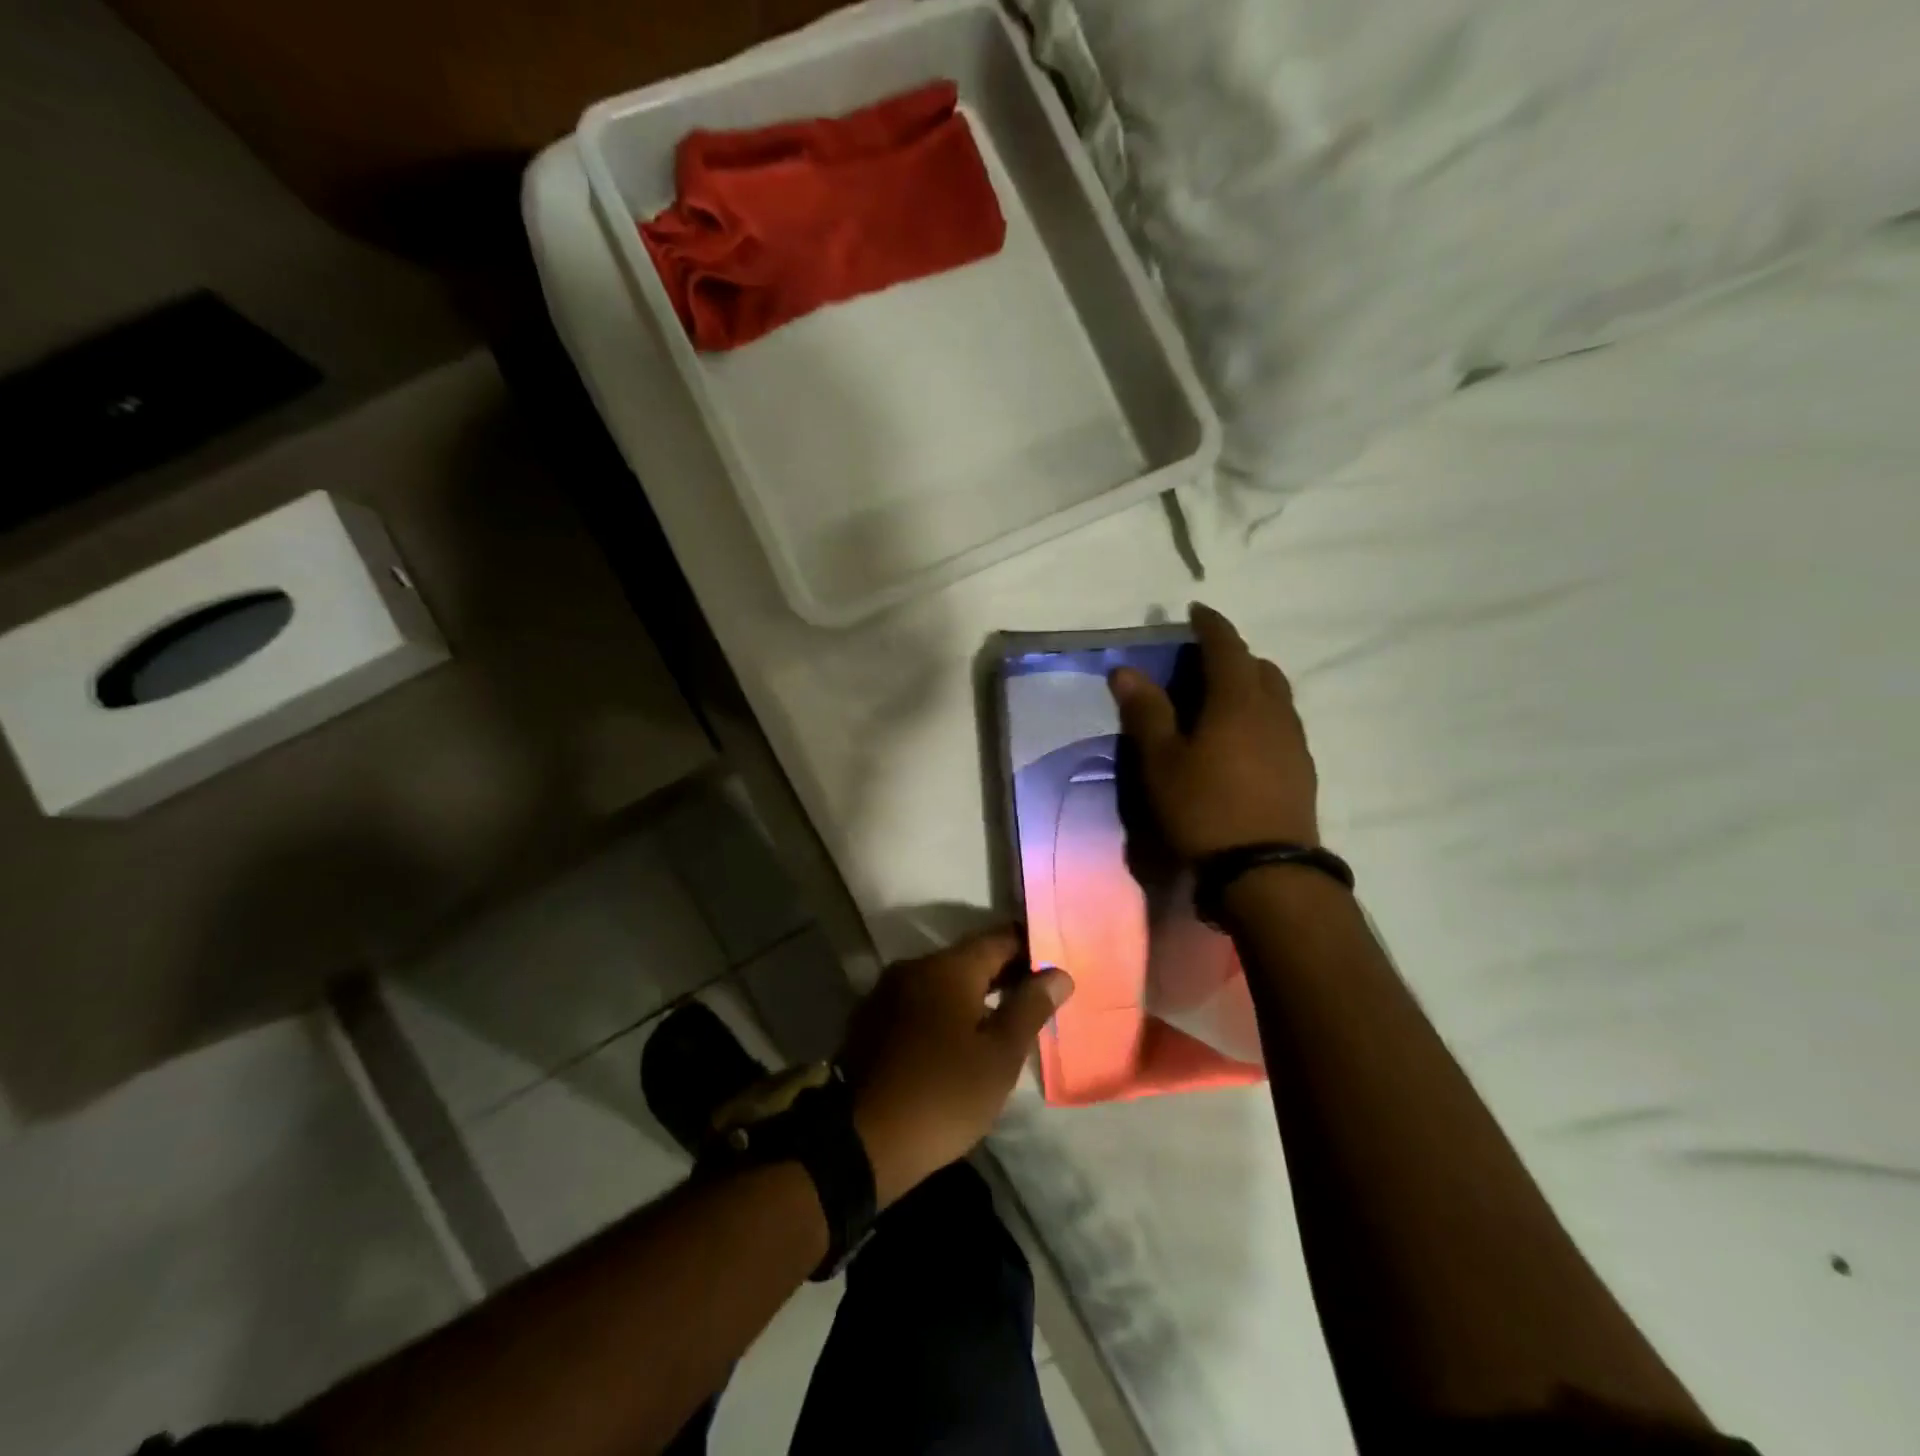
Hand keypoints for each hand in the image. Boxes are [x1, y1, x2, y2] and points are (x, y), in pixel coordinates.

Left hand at [839, 927, 1072, 1207]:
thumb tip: (1058, 973)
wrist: (859, 1141)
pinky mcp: (873, 1020)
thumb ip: (1030, 1008)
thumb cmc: (942, 1094)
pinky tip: (961, 1038)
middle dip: (1005, 973)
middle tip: (1039, 997)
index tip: (1056, 965)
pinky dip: (947, 1010)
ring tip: (1006, 1020)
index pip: (1000, 938)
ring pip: (944, 981)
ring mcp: (888, 992)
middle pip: (970, 958)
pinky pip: (921, 1002)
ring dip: (975, 994)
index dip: (1031, 948)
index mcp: (948, 967)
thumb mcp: (999, 1056)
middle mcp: (915, 967)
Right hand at [1109, 602, 1319, 859]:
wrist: (1267, 870)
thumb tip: (1125, 670)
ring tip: (1222, 702)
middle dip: (1233, 656)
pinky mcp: (1303, 770)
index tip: (1195, 611)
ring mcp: (1294, 741)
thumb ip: (1146, 712)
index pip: (1226, 646)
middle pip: (1259, 667)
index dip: (1210, 624)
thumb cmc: (1205, 809)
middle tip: (1203, 665)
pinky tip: (1243, 742)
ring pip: (1276, 696)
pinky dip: (1262, 716)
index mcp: (1238, 700)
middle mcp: (1274, 711)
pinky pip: (1283, 724)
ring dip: (1251, 686)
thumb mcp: (1162, 761)